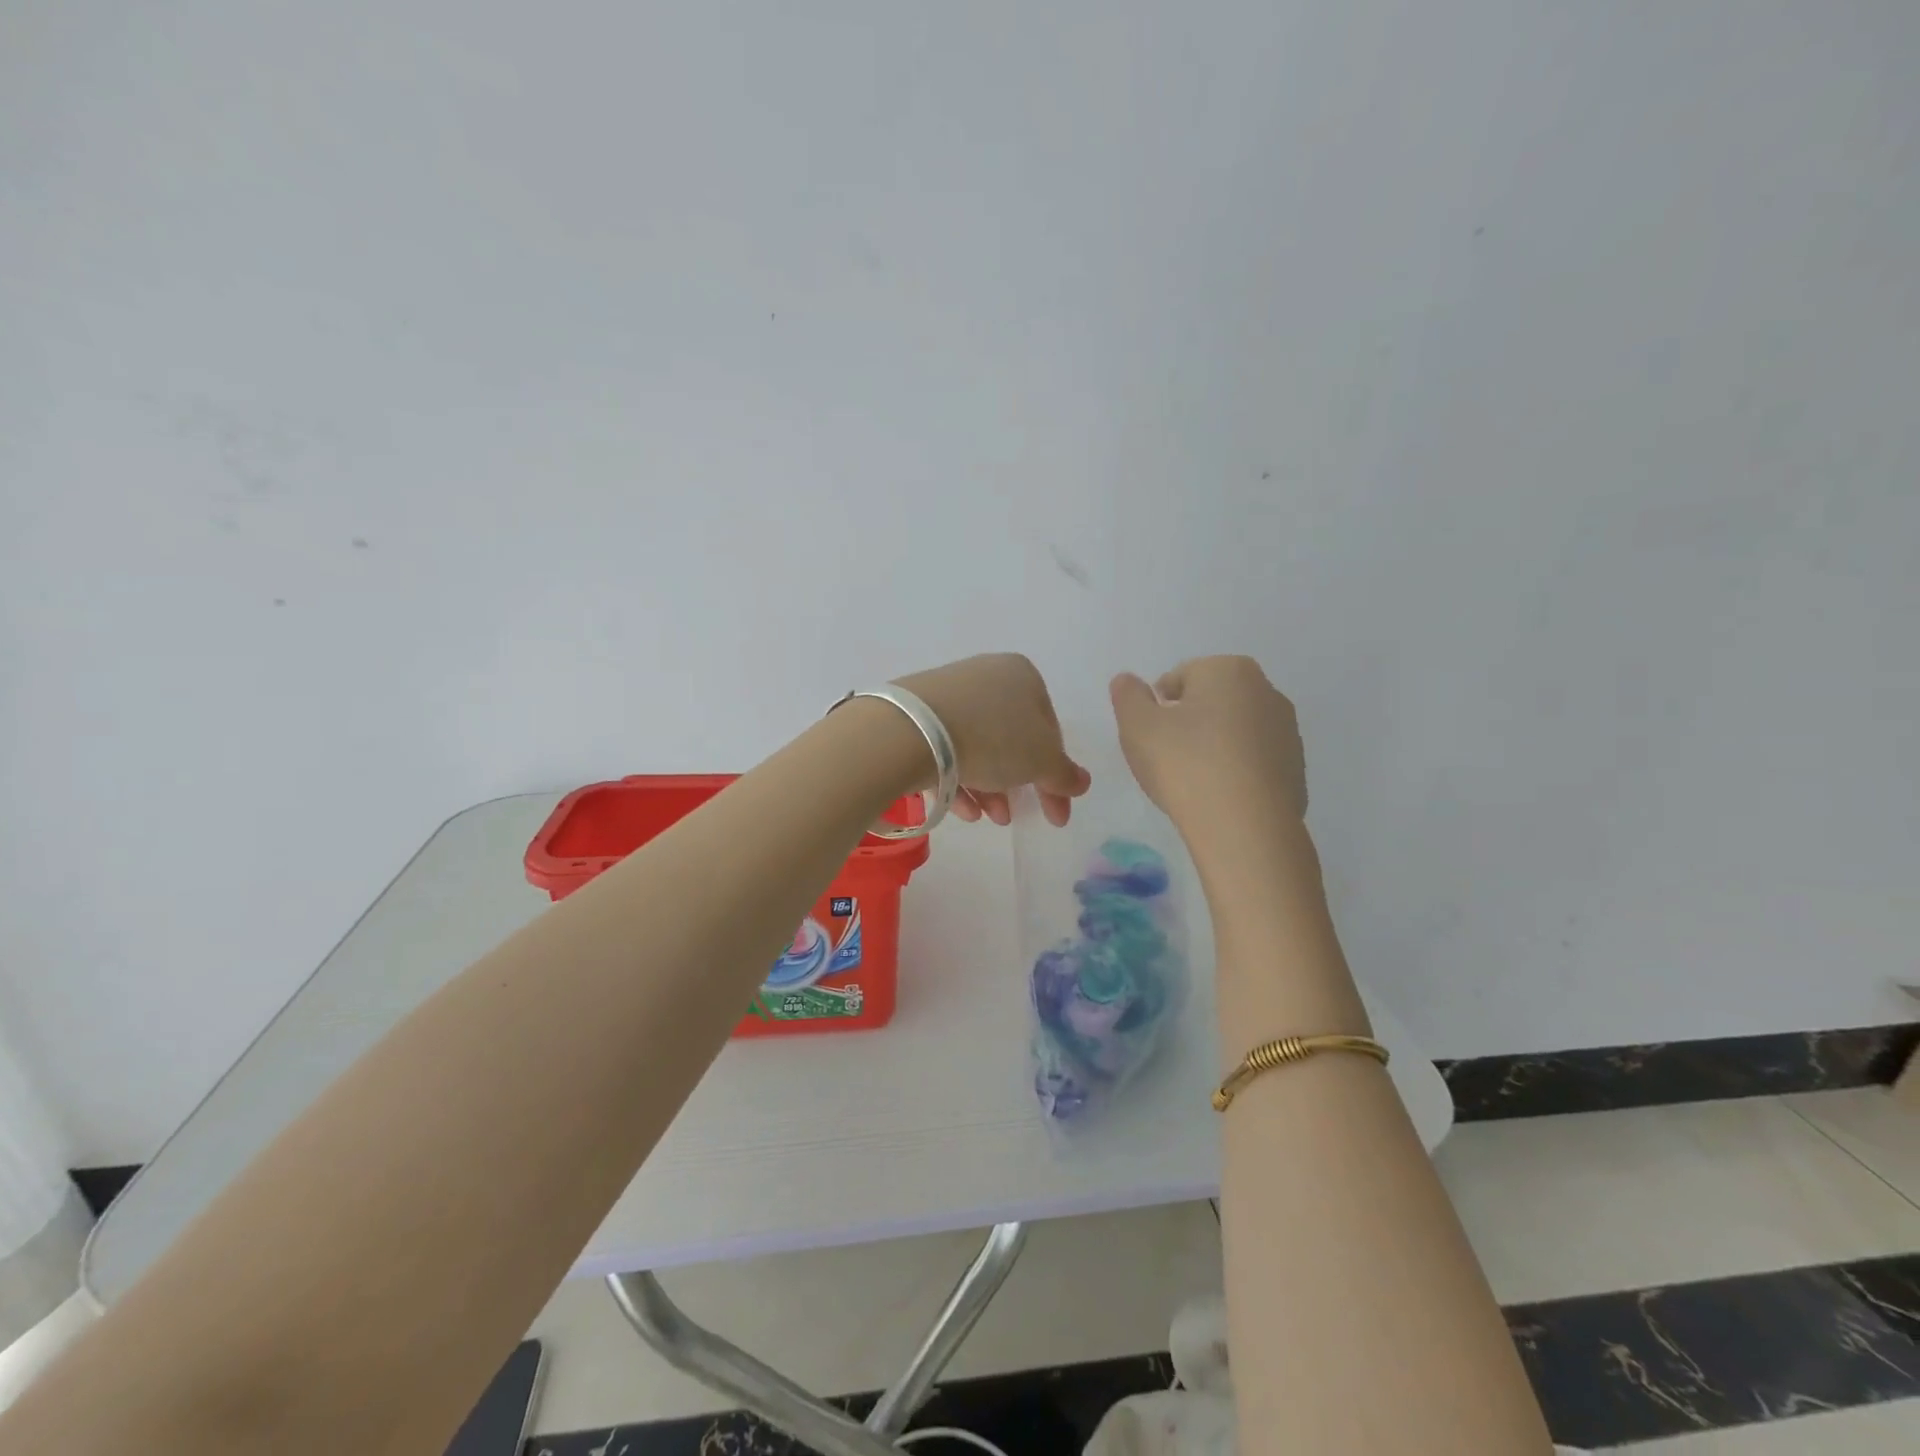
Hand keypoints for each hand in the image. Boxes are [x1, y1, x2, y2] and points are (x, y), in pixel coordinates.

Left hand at [894, 654, 1090, 825]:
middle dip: (1016, 785)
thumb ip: (1064, 774)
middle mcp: (985, 677)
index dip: (1055, 775)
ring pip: (977, 747)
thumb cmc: (993, 738)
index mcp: (1023, 675)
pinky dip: (957, 780)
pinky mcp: (916, 715)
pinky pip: (946, 749)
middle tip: (1014, 818)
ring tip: (987, 819)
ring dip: (988, 788)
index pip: (1050, 729)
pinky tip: (961, 810)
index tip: (1055, 812)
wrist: (912, 730)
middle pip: (1011, 739)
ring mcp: (947, 694)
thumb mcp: (1042, 761)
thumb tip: (1081, 782)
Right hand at [1109, 656, 1307, 833]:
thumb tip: (1127, 681)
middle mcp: (1266, 691)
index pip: (1180, 678)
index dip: (1157, 707)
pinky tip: (1219, 797)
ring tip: (1193, 782)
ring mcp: (1287, 731)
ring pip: (1235, 731)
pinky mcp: (1296, 769)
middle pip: (1212, 701)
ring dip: (1213, 746)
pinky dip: (1235, 772)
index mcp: (1229, 670)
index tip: (1150, 737)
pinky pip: (1253, 762)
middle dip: (1189, 723)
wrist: (1245, 827)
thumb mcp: (1137, 726)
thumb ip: (1128, 695)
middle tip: (1167, 758)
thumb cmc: (1185, 765)